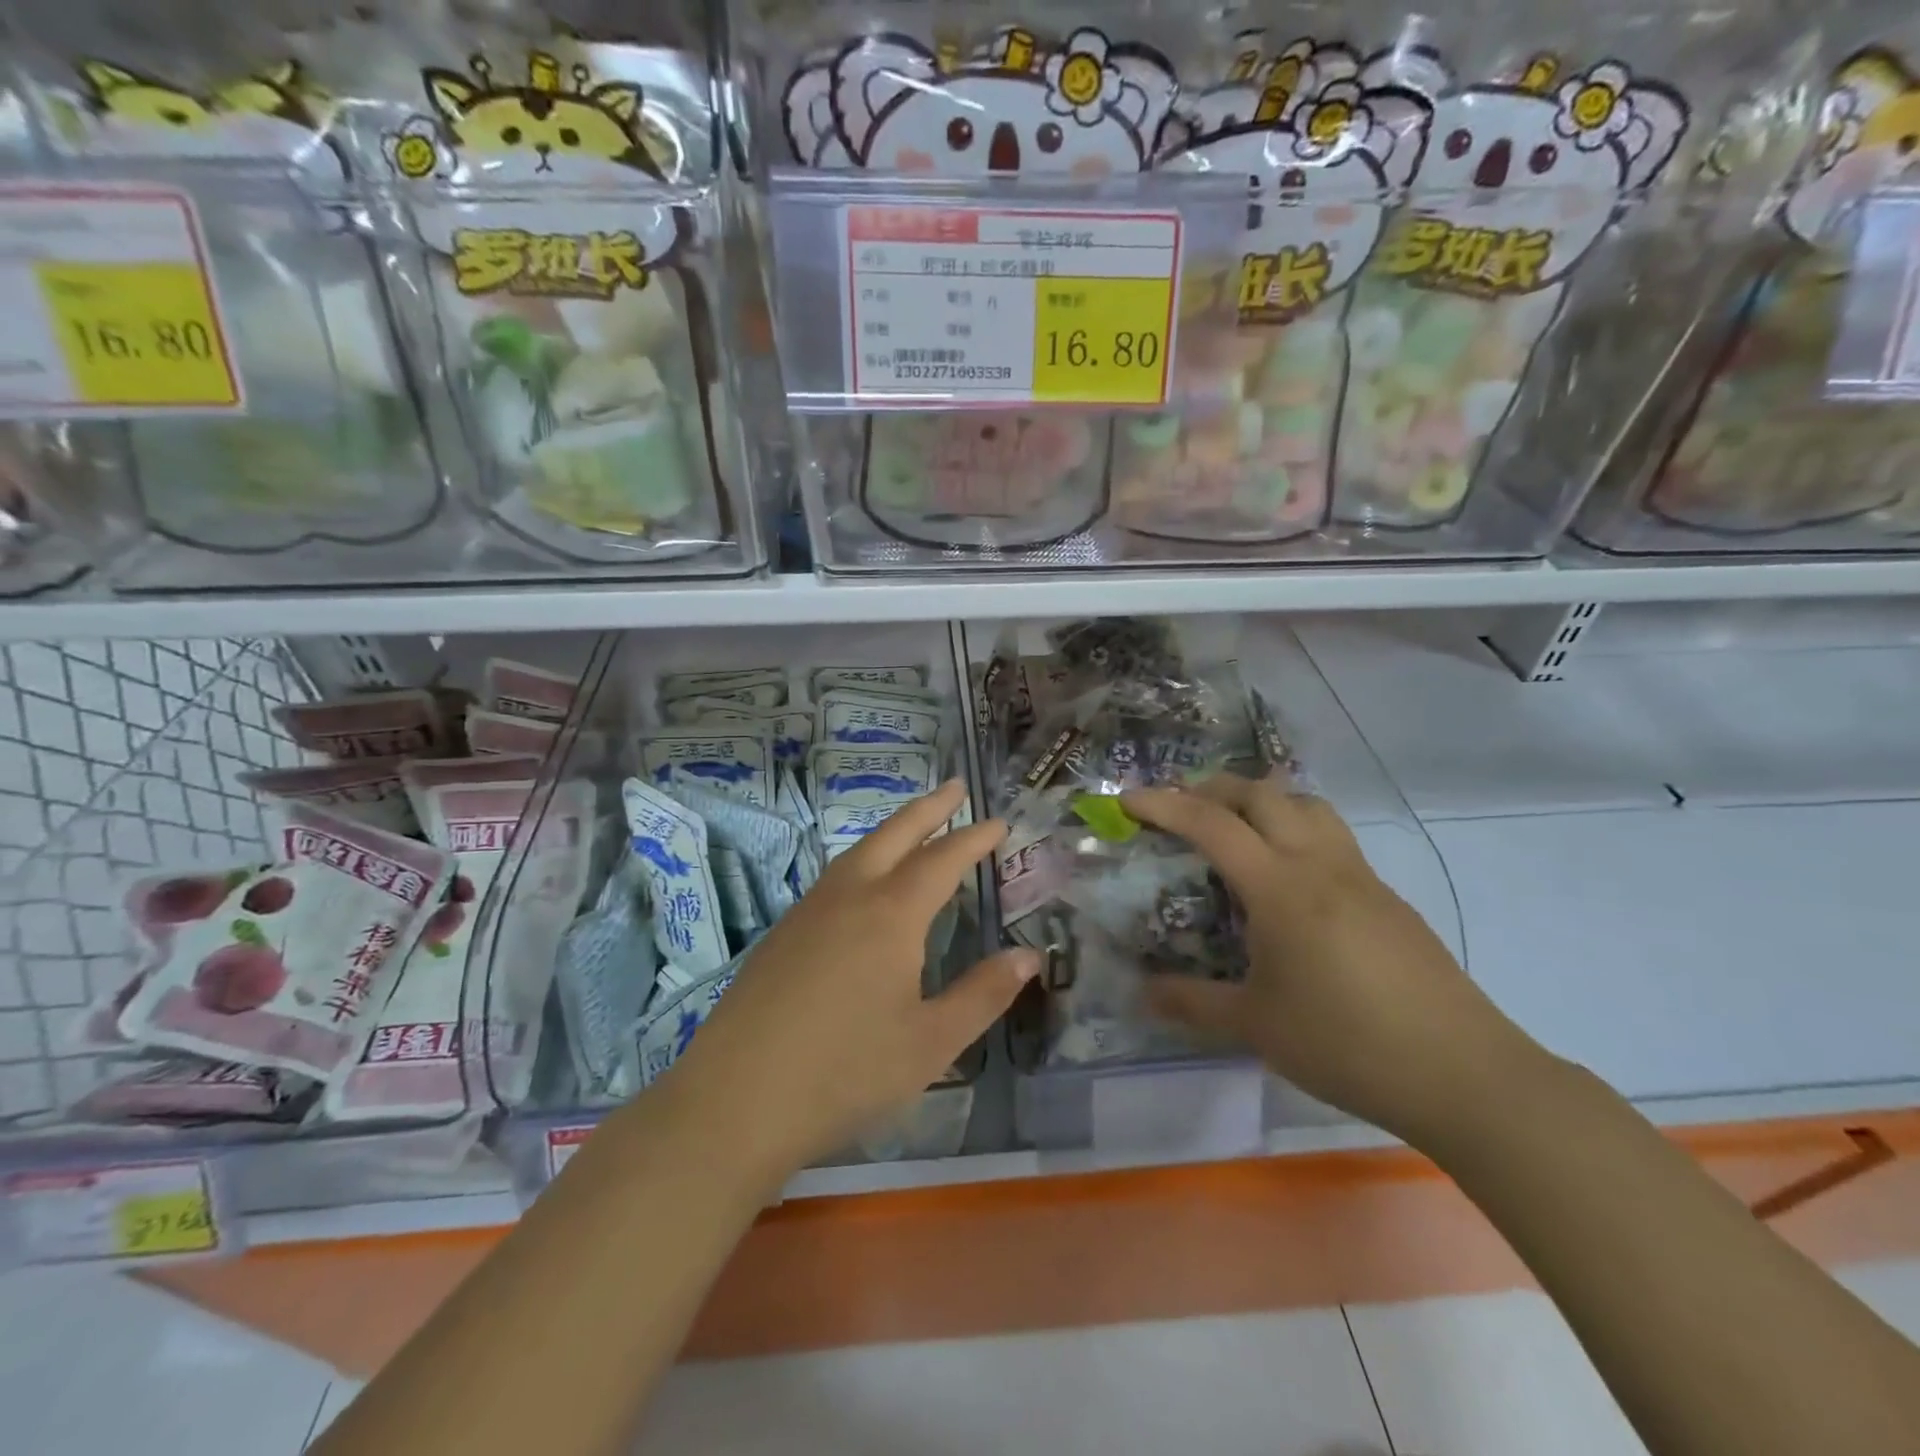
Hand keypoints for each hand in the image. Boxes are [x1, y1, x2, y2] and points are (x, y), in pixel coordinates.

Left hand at [665, 780, 1040, 1174]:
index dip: (974, 839)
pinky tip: (864, 883)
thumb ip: (983, 994)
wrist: (735, 1100)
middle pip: (895, 834)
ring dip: (893, 830)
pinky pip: (835, 876)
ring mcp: (809, 911)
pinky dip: (864, 859)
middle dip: (930, 808)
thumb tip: (1029, 956)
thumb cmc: (845, 1072)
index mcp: (891, 914)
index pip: (943, 860)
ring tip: (914, 825)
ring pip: (859, 851)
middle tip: (956, 787)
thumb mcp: (931, 1042)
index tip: (998, 823)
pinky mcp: (783, 933)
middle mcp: (850, 896)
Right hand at [1122, 774, 1542, 1146]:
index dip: (1164, 804)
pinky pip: (1332, 838)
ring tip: (1234, 827)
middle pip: (1263, 793)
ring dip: (1262, 800)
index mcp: (1281, 888)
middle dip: (1213, 788)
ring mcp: (1361, 877)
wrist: (1464, 1075)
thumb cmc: (1347, 1044)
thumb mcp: (1256, 1026)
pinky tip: (1287, 880)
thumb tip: (1141, 993)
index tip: (1128, 799)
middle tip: (1179, 807)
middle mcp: (1320, 865)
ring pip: (1307, 805)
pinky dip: (1295, 830)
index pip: (1212, 824)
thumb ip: (1192, 1002)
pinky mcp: (1387, 898)